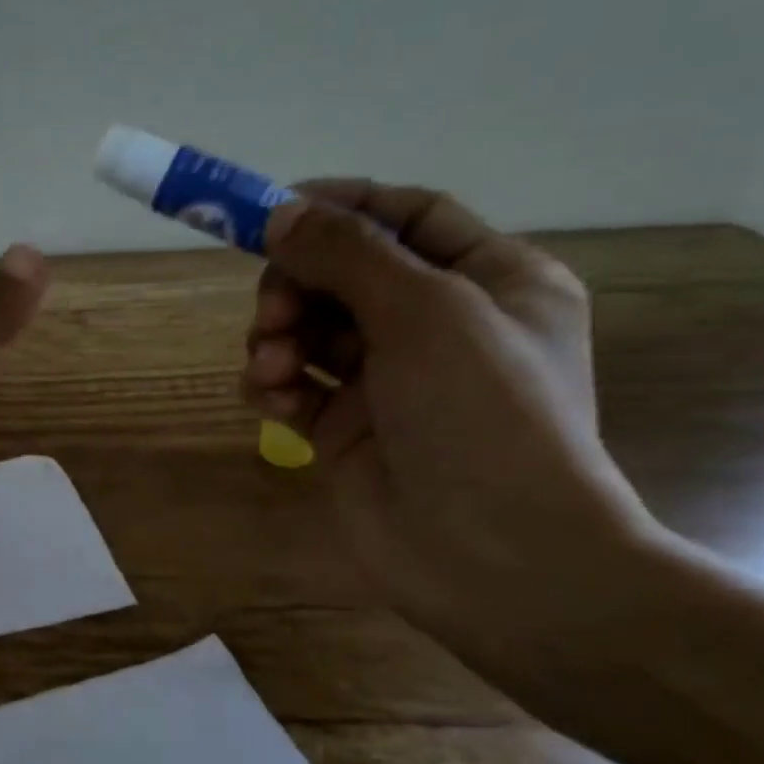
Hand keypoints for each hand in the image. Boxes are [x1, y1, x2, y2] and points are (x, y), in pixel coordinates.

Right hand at [242, 183, 657, 686]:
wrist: (494, 557)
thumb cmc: (482, 415)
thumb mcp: (424, 312)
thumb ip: (347, 253)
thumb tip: (279, 212)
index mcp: (489, 279)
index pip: (405, 215)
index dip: (339, 206)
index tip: (270, 212)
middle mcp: (438, 324)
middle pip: (343, 273)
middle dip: (296, 285)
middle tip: (273, 311)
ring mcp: (388, 380)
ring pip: (309, 329)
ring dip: (277, 338)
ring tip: (272, 368)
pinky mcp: (345, 427)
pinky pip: (295, 384)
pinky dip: (275, 385)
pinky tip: (274, 401)